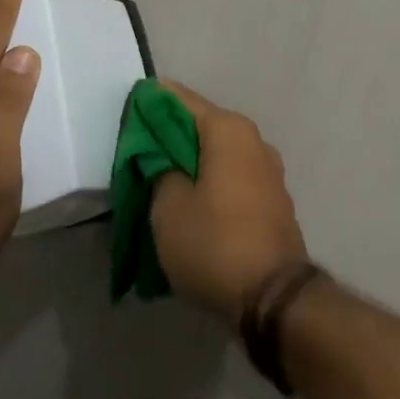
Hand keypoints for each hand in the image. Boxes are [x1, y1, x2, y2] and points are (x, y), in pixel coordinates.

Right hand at [150, 81, 308, 322]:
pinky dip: (209, 183)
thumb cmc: (214, 243)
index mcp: (228, 129)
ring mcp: (268, 171)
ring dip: (189, 164)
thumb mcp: (168, 207)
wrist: (274, 299)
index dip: (149, 104)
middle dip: (168, 137)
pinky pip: (232, 178)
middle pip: (200, 126)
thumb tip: (161, 158)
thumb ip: (159, 170)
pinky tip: (188, 203)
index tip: (126, 116)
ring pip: (217, 154)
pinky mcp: (272, 201)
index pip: (179, 99)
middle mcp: (253, 140)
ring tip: (158, 183)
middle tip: (135, 155)